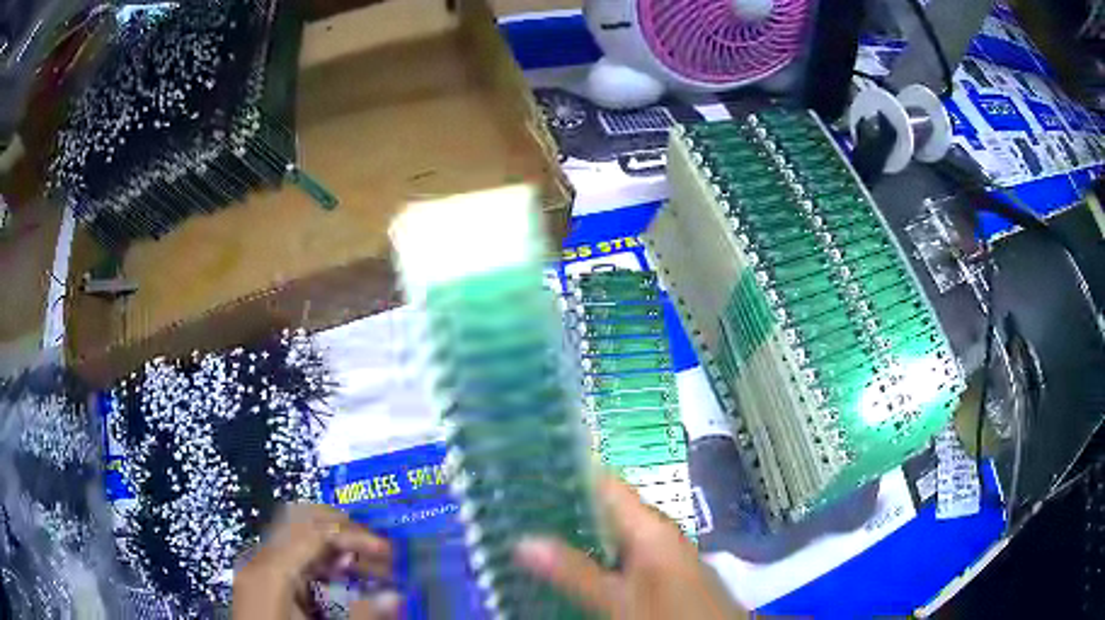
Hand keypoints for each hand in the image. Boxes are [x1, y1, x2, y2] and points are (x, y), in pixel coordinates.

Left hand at [232, 504, 397, 618]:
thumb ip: (360, 617)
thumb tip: (395, 596)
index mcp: (272, 571)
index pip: (315, 530)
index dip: (354, 534)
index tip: (389, 554)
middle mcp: (260, 559)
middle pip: (301, 521)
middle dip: (343, 531)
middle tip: (378, 552)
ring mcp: (257, 568)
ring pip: (296, 537)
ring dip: (334, 546)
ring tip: (367, 569)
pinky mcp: (260, 581)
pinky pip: (291, 557)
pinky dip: (319, 561)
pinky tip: (340, 579)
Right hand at [514, 476, 745, 619]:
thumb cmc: (669, 616)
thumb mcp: (618, 600)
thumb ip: (574, 571)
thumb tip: (524, 540)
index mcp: (651, 527)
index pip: (606, 483)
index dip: (569, 471)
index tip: (529, 466)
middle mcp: (658, 532)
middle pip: (607, 508)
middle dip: (564, 506)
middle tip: (519, 503)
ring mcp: (663, 553)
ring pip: (613, 533)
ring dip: (577, 532)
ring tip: (531, 528)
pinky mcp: (664, 572)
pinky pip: (624, 553)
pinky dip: (596, 553)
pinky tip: (569, 564)